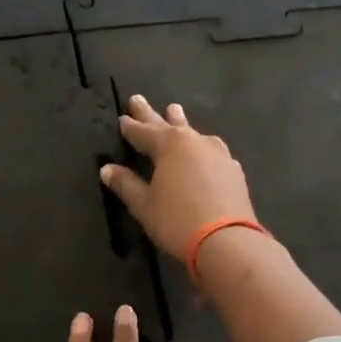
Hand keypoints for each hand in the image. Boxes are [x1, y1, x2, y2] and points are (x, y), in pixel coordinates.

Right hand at [99, 96, 258, 260]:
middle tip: (138, 99)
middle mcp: (195, 142)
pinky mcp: (233, 170)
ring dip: (180, 124)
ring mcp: (218, 154)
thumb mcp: (144, 205)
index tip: (122, 118)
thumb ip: (126, 184)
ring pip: (193, 134)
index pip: (143, 132)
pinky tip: (201, 151)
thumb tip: (107, 169)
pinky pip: (210, 151)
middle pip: (169, 124)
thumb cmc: (177, 220)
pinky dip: (199, 148)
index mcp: (170, 145)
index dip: (131, 127)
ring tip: (174, 112)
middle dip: (152, 114)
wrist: (226, 241)